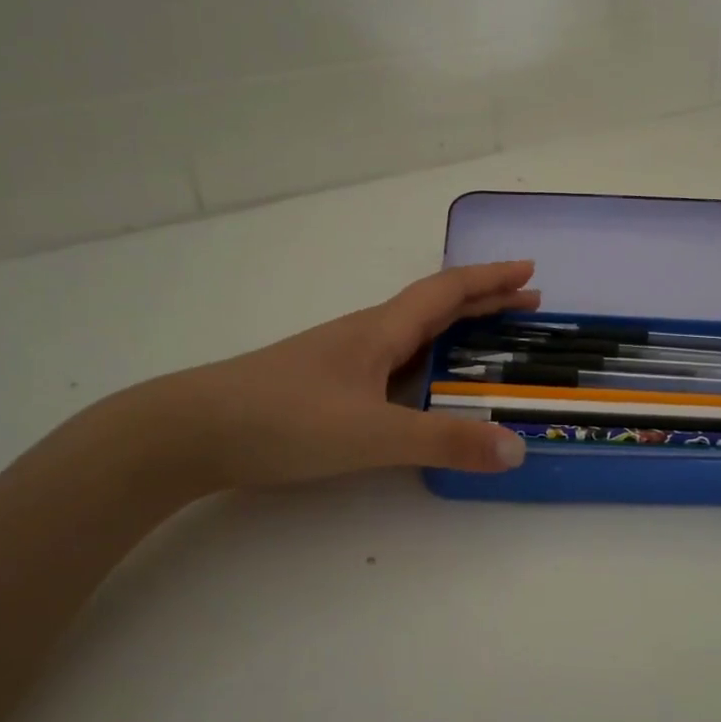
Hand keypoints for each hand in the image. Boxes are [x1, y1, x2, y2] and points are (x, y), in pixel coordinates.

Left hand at [146, 261, 539, 489]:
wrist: (190, 431)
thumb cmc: (285, 420)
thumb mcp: (373, 434)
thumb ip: (444, 442)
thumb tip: (517, 449)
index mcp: (382, 331)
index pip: (448, 292)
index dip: (491, 280)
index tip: (530, 271)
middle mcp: (366, 335)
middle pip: (434, 307)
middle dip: (483, 302)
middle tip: (527, 304)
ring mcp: (343, 360)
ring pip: (412, 335)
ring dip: (455, 332)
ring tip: (489, 345)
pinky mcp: (326, 386)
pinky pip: (393, 364)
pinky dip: (426, 363)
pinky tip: (425, 387)